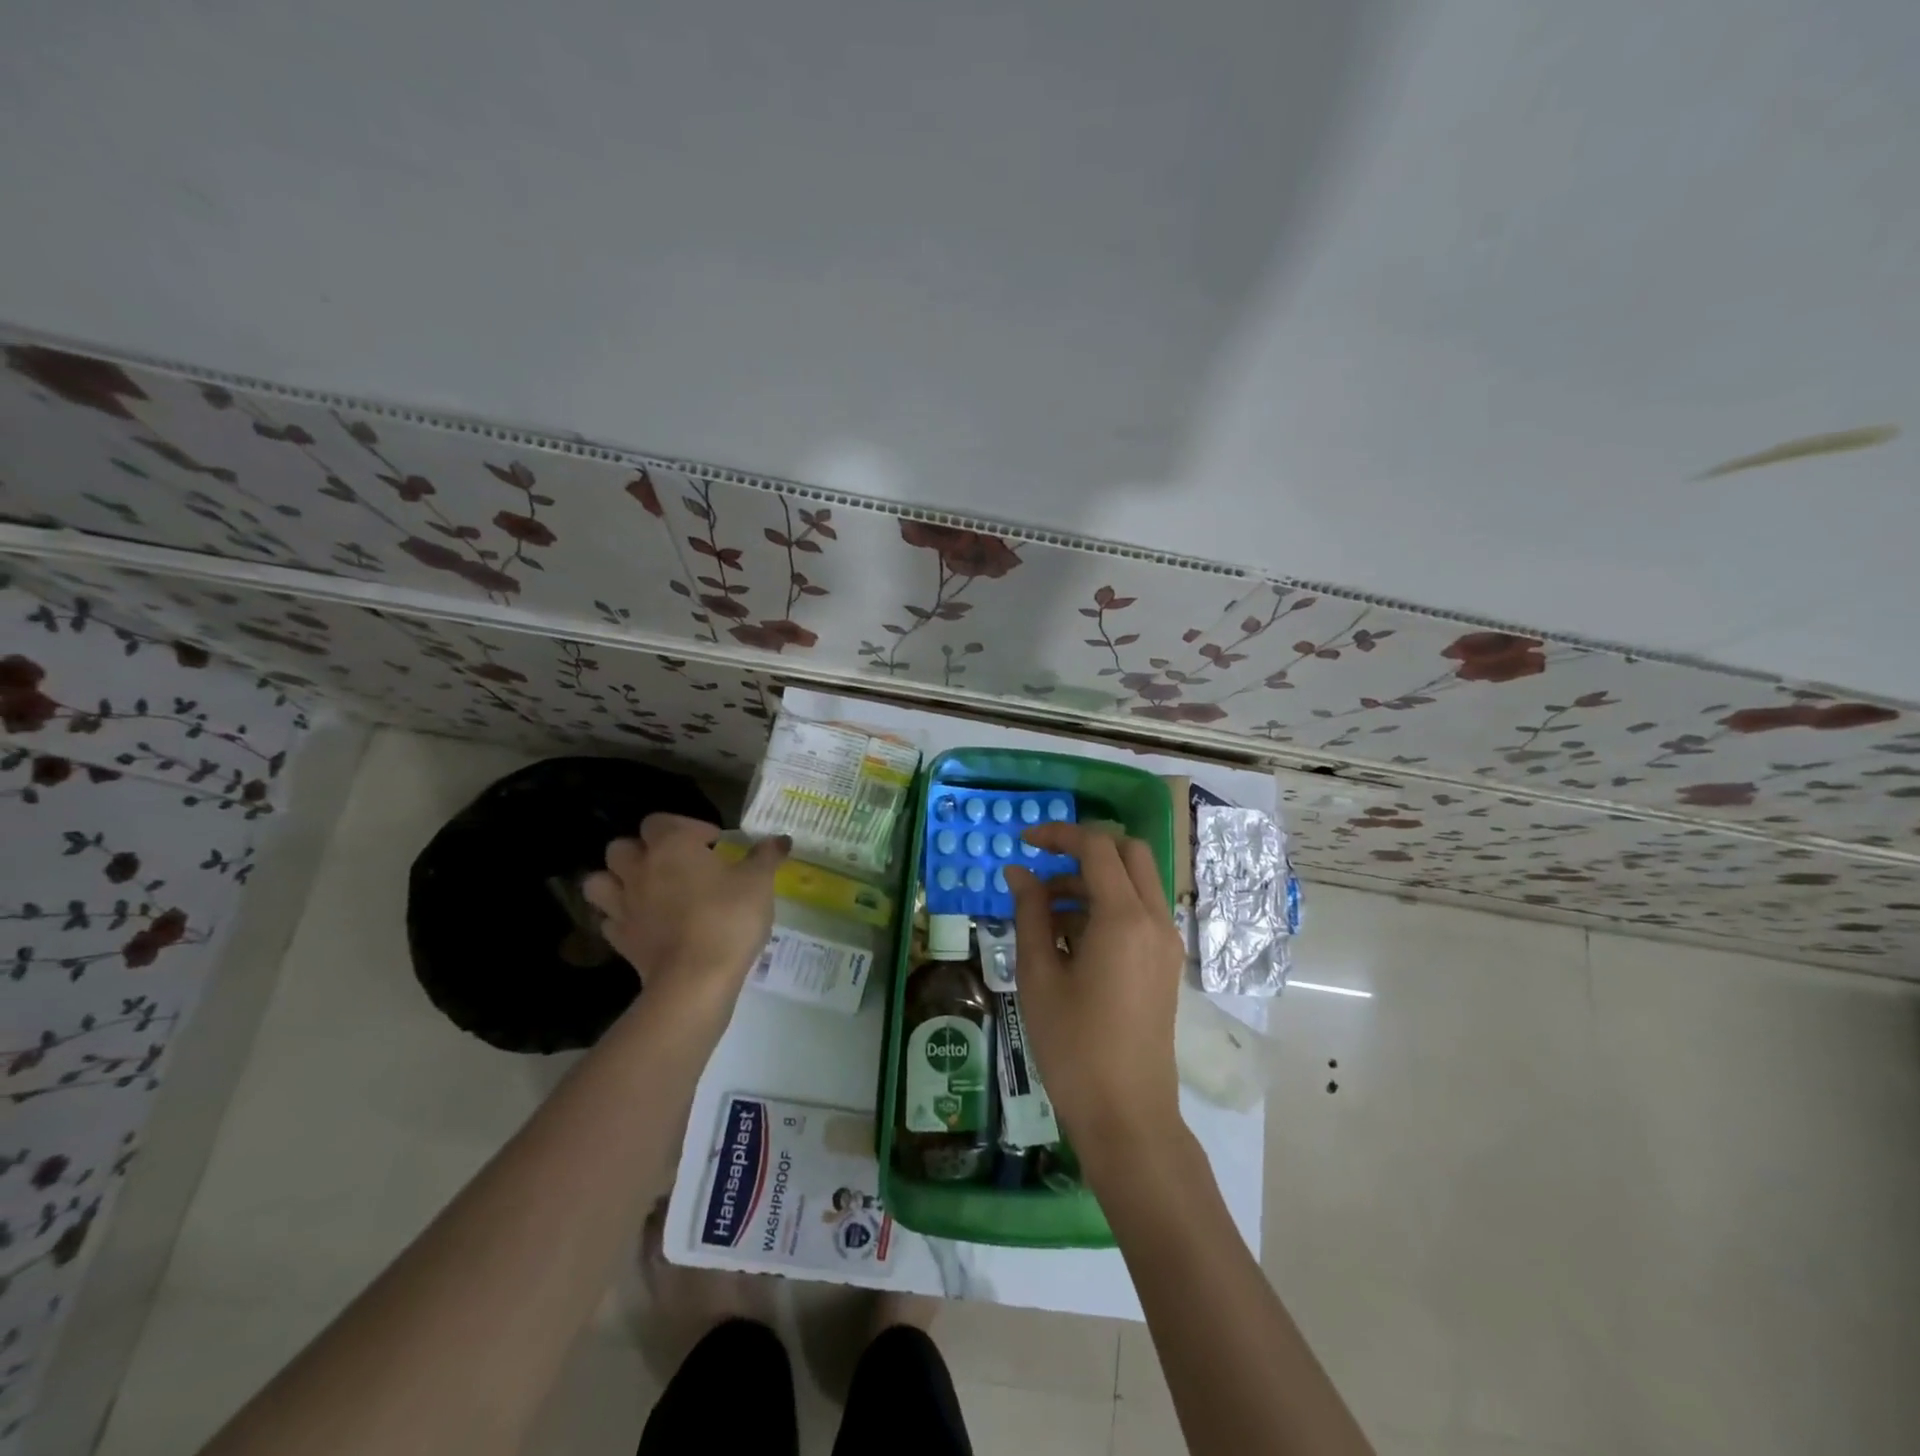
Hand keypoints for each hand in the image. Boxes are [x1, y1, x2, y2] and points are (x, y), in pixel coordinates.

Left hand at [582, 816, 788, 1017]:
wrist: (695, 980)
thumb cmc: (728, 918)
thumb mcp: (759, 882)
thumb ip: (766, 856)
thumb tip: (780, 839)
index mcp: (671, 845)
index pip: (661, 820)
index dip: (687, 827)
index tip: (714, 845)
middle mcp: (640, 869)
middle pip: (623, 846)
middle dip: (644, 850)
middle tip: (675, 864)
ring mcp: (623, 905)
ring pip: (600, 881)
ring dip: (617, 880)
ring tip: (646, 889)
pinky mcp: (619, 940)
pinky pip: (609, 919)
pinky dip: (621, 918)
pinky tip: (644, 924)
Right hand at [1005, 825, 1186, 1162]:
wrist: (1127, 1116)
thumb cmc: (1074, 1046)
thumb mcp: (1039, 976)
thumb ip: (1029, 914)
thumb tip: (1019, 872)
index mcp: (1124, 918)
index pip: (1097, 847)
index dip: (1059, 835)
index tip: (1024, 842)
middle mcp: (1155, 920)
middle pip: (1128, 853)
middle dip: (1084, 849)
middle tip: (1043, 868)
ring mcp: (1166, 943)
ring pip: (1135, 883)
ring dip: (1093, 881)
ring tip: (1045, 915)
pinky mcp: (1165, 964)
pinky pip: (1139, 913)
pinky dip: (1108, 906)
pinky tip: (1069, 940)